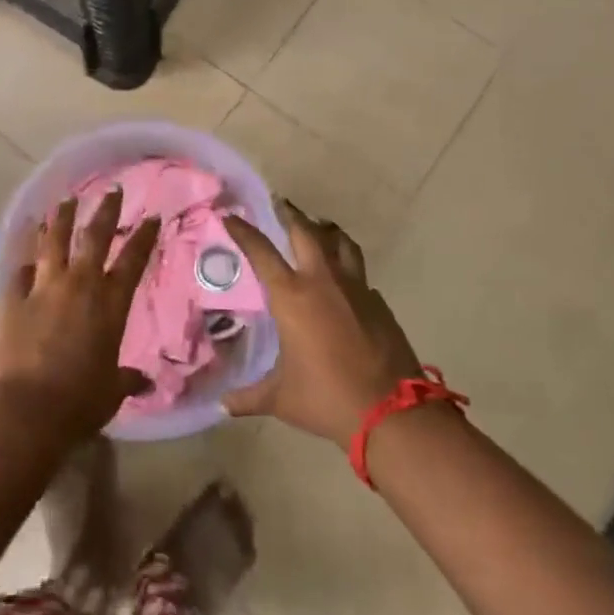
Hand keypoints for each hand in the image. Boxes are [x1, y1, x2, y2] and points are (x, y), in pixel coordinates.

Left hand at [0, 188, 160, 443]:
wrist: (28, 410)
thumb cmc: (80, 402)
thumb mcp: (112, 391)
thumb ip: (127, 378)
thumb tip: (145, 381)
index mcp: (110, 305)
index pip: (133, 260)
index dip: (143, 236)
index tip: (151, 217)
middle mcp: (80, 286)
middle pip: (94, 237)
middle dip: (105, 210)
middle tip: (111, 191)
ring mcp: (44, 288)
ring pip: (53, 241)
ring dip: (60, 218)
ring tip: (64, 201)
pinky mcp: (13, 298)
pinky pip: (20, 270)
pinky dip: (25, 260)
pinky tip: (26, 253)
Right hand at [220, 202, 422, 448]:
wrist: (391, 412)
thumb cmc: (326, 398)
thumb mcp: (280, 398)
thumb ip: (249, 397)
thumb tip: (222, 406)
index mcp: (292, 296)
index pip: (261, 252)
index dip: (244, 231)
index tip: (231, 216)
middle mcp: (322, 281)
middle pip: (306, 231)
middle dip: (290, 213)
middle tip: (279, 203)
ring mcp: (356, 288)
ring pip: (340, 242)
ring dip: (325, 230)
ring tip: (317, 227)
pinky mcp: (378, 302)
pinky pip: (359, 273)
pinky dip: (347, 266)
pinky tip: (343, 281)